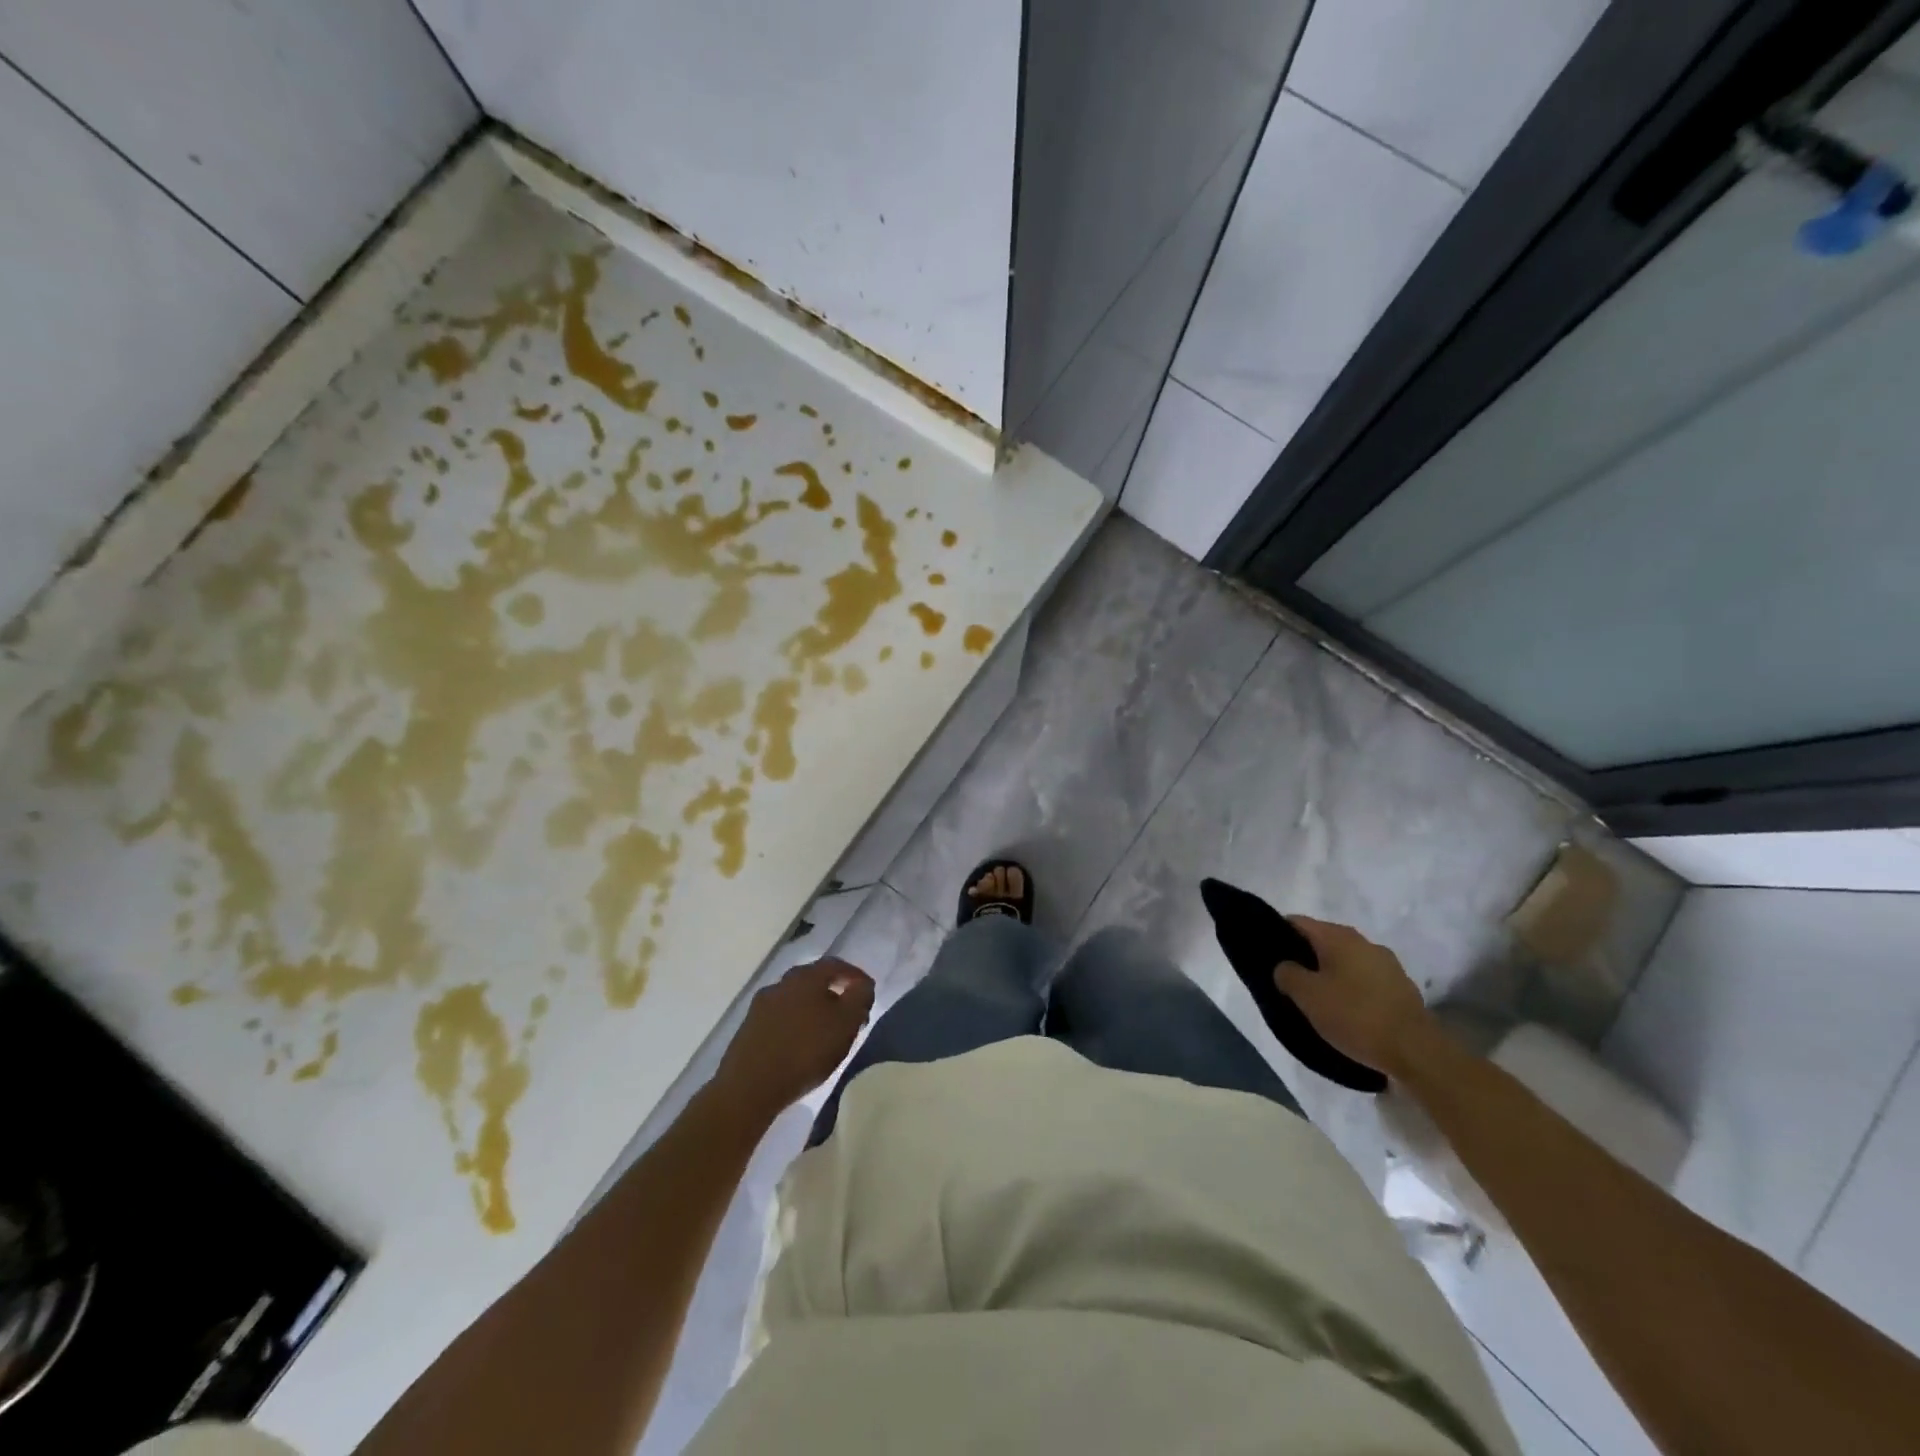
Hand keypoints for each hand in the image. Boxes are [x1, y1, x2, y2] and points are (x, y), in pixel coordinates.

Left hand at [714, 957, 875, 1118]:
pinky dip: (796, 1024)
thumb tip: (863, 984)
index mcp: (806, 976)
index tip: (868, 992)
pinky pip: (781, 1018)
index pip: (836, 965)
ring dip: (813, 1010)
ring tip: (826, 1032)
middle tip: (849, 1013)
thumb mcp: (845, 1024)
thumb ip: (860, 999)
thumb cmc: (805, 1051)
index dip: (855, 976)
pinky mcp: (749, 1027)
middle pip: (814, 981)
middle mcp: (782, 982)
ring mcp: (761, 1005)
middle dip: (834, 993)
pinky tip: (800, 1044)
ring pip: (796, 999)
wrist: (749, 1087)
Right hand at [1276, 917, 1431, 1076]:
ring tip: (1317, 999)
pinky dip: (1352, 989)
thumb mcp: (1307, 996)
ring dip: (1330, 974)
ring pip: (1346, 961)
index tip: (1267, 953)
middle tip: (1289, 980)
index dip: (1279, 933)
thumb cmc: (1355, 1016)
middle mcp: (1364, 942)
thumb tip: (1285, 967)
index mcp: (1339, 937)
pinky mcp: (1402, 988)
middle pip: (1324, 941)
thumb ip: (1287, 974)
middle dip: (1305, 956)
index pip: (1298, 922)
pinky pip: (1366, 980)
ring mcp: (1388, 965)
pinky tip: (1347, 1012)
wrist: (1416, 1052)